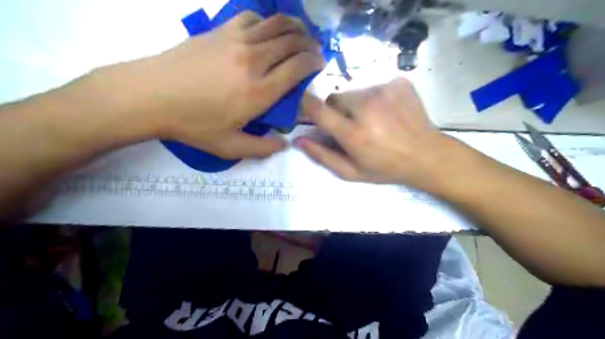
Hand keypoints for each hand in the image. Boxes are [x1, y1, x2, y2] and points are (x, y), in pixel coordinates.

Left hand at [109, 11, 325, 157]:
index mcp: (260, 91)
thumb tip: (284, 144)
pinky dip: (267, 19)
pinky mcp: (220, 31)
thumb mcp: (230, 147)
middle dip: (309, 43)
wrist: (151, 96)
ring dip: (294, 27)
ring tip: (301, 32)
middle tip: (314, 48)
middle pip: (292, 42)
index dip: (314, 62)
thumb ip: (262, 149)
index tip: (320, 62)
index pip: (298, 67)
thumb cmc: (193, 124)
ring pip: (276, 25)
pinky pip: (252, 17)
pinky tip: (268, 27)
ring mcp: (236, 41)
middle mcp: (254, 61)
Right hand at [296, 77, 461, 193]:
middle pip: (336, 97)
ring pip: (354, 91)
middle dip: (337, 110)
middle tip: (351, 126)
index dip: (305, 104)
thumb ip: (322, 156)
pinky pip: (373, 85)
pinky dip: (374, 97)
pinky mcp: (398, 82)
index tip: (304, 107)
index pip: (317, 109)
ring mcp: (385, 90)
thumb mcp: (351, 172)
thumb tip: (298, 140)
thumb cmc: (386, 168)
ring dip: (356, 104)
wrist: (427, 155)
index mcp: (354, 133)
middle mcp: (367, 107)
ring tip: (373, 120)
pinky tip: (387, 112)